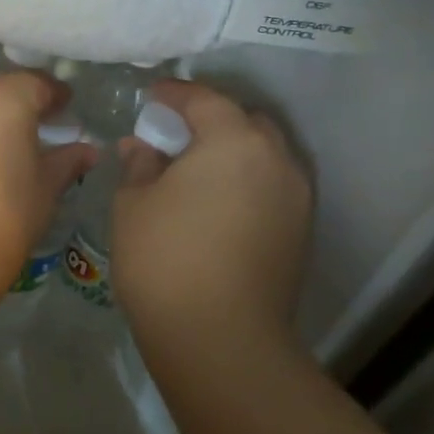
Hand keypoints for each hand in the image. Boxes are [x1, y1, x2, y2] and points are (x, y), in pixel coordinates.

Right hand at [110, 79, 312, 357]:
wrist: (220, 338)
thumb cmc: (165, 259)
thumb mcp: (133, 204)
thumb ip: (139, 165)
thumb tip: (141, 146)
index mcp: (234, 142)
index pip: (205, 100)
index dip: (175, 94)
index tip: (151, 96)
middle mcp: (277, 160)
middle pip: (246, 122)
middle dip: (212, 119)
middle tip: (177, 133)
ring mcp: (296, 198)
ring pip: (266, 155)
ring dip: (234, 152)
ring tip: (198, 170)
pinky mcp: (301, 232)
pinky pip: (273, 186)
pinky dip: (248, 181)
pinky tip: (219, 202)